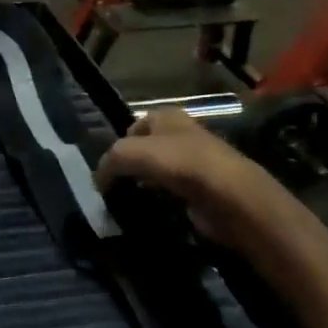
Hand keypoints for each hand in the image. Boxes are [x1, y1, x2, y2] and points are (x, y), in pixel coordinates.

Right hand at [95, 108, 297, 249]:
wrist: (229, 196)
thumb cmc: (179, 163)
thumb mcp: (130, 153)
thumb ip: (109, 161)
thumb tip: (97, 180)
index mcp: (167, 116)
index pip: (134, 124)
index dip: (119, 143)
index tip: (108, 168)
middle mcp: (182, 135)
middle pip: (146, 149)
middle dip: (131, 166)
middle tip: (114, 187)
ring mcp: (195, 163)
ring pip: (159, 172)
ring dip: (144, 185)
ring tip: (128, 202)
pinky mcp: (203, 190)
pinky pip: (172, 193)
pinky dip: (161, 202)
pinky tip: (152, 212)